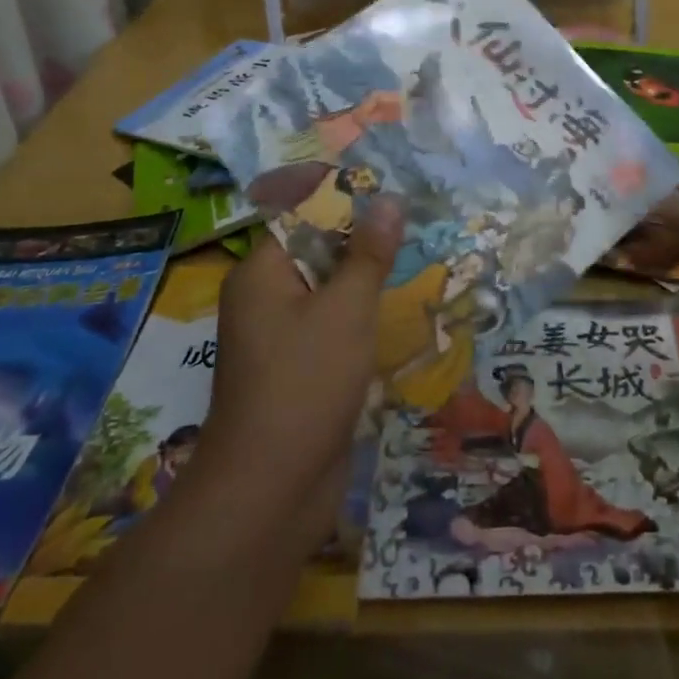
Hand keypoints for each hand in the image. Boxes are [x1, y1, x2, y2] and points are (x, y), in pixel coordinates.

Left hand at [195, 198, 403, 544]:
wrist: (270, 491)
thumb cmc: (305, 384)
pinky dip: (360, 317)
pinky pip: (330, 327)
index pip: (302, 214)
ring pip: (327, 291)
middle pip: (316, 250)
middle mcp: (264, 298)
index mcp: (261, 272)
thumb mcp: (346, 310)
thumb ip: (369, 253)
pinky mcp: (297, 370)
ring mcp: (279, 337)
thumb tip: (388, 200)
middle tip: (415, 220)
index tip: (390, 187)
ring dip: (366, 279)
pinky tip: (399, 312)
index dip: (344, 198)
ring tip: (417, 258)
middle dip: (362, 237)